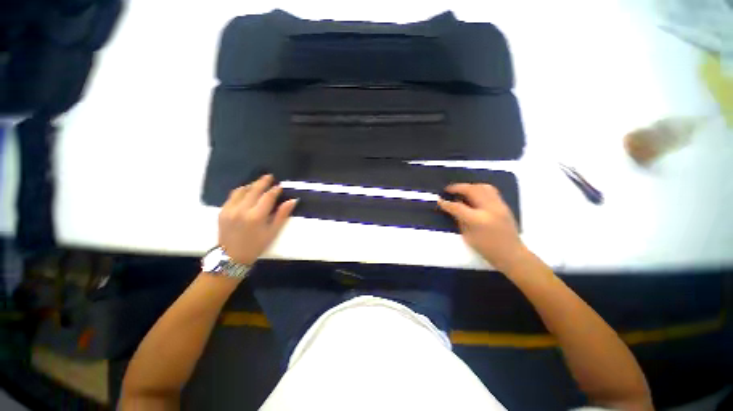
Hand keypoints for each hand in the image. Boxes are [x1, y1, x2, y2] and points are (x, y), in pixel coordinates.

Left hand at [218, 175, 297, 265]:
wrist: (231, 257)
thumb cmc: (256, 245)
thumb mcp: (273, 231)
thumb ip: (282, 214)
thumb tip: (293, 200)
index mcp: (256, 216)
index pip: (268, 197)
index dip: (275, 190)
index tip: (280, 186)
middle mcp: (242, 210)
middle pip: (254, 190)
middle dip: (263, 182)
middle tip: (270, 176)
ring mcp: (230, 209)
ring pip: (242, 190)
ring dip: (251, 185)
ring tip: (259, 183)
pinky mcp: (222, 211)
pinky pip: (232, 196)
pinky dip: (241, 191)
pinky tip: (246, 191)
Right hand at [438, 183, 526, 271]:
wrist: (512, 254)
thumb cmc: (486, 249)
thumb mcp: (467, 236)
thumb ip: (460, 219)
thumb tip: (452, 207)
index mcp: (478, 220)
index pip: (458, 207)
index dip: (446, 203)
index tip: (439, 200)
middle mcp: (489, 209)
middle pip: (472, 190)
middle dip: (458, 187)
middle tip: (448, 189)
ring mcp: (499, 205)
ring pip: (483, 187)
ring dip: (470, 186)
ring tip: (461, 190)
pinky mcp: (504, 205)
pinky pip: (490, 191)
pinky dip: (479, 189)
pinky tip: (473, 194)